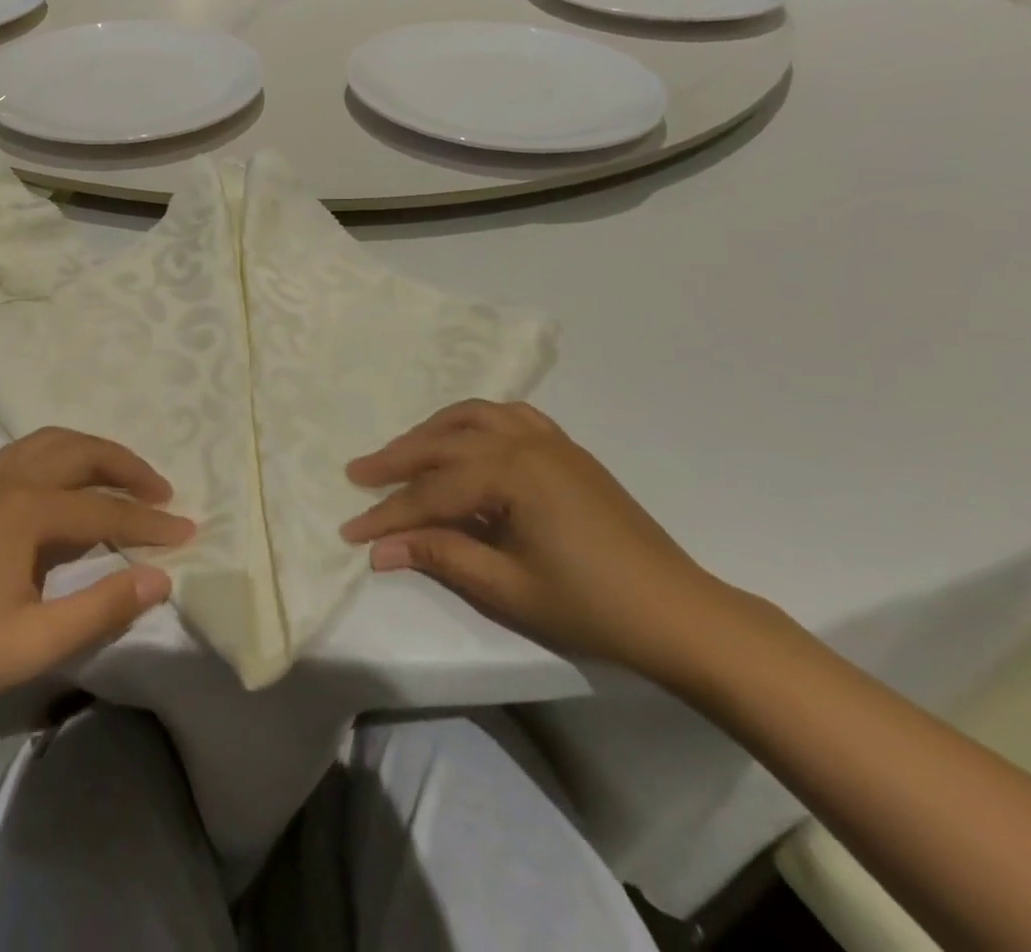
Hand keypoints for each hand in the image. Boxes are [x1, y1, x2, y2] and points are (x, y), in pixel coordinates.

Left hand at [0, 428, 193, 728]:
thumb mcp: (32, 643)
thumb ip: (100, 608)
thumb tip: (161, 578)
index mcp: (28, 511)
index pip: (106, 511)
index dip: (150, 524)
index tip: (189, 533)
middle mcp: (10, 481)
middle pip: (82, 454)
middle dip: (128, 467)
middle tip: (162, 492)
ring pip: (51, 443)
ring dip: (93, 452)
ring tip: (121, 476)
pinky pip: (26, 452)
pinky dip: (60, 454)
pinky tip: (62, 482)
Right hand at [340, 400, 734, 680]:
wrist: (680, 613)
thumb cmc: (592, 606)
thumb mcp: (508, 588)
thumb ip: (441, 556)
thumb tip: (380, 549)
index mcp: (512, 474)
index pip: (433, 492)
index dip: (389, 514)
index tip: (350, 529)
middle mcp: (525, 442)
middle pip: (444, 444)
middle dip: (397, 460)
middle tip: (358, 474)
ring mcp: (549, 440)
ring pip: (473, 418)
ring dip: (432, 432)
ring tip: (402, 452)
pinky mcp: (566, 449)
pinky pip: (508, 417)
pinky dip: (474, 422)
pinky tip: (464, 439)